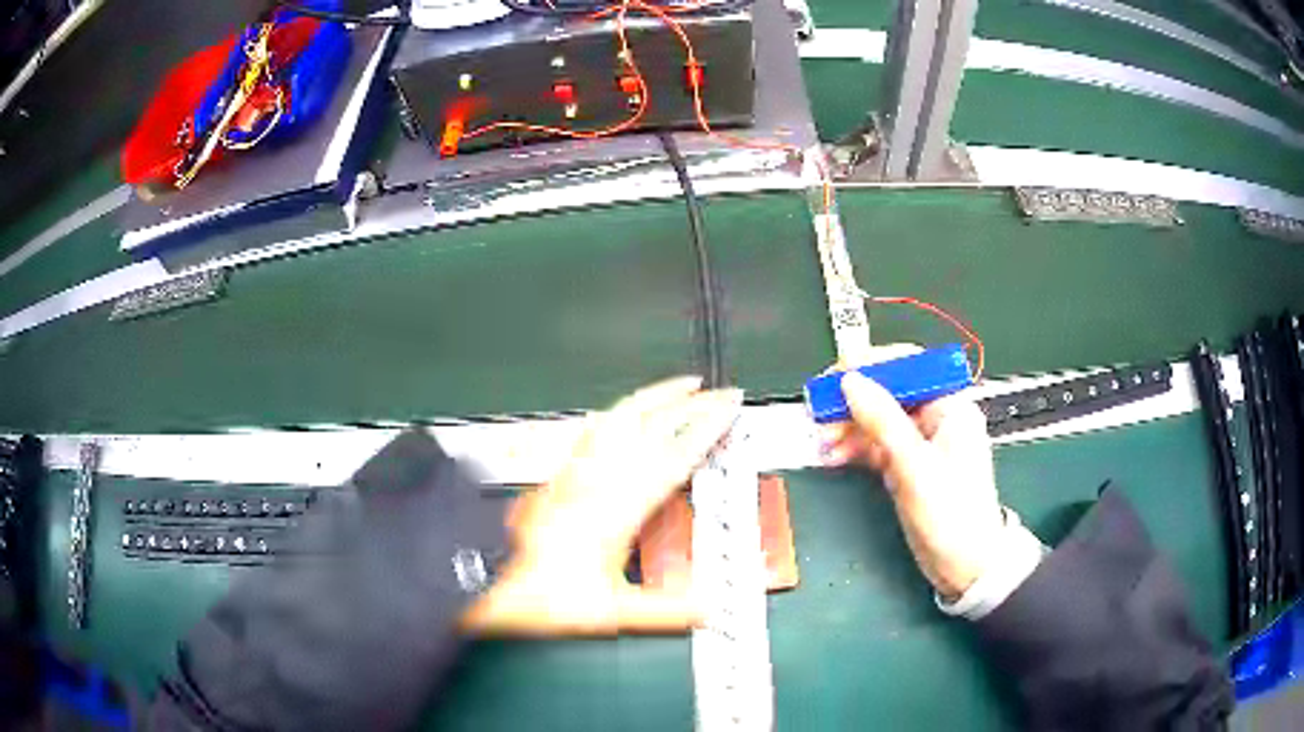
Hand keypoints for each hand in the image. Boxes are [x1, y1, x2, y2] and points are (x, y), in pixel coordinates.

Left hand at [463, 376, 743, 635]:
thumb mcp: (610, 611)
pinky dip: (619, 412)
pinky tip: (620, 414)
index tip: (729, 406)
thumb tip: (707, 609)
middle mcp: (598, 478)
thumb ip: (665, 611)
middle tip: (718, 390)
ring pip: (620, 416)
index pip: (674, 453)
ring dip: (655, 396)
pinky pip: (595, 429)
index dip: (708, 426)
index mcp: (618, 506)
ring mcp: (576, 470)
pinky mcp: (559, 473)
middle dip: (691, 402)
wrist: (484, 574)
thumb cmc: (537, 590)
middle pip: (650, 423)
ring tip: (678, 386)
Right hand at [820, 349, 1004, 599]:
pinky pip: (875, 445)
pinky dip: (854, 448)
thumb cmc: (951, 514)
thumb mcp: (915, 467)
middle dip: (852, 402)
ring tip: (823, 443)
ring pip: (877, 419)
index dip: (869, 366)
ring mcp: (920, 442)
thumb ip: (883, 421)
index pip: (908, 366)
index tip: (833, 377)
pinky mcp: (907, 465)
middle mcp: (935, 416)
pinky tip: (834, 456)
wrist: (966, 566)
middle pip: (887, 392)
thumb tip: (850, 380)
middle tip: (819, 415)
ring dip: (848, 427)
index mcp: (950, 405)